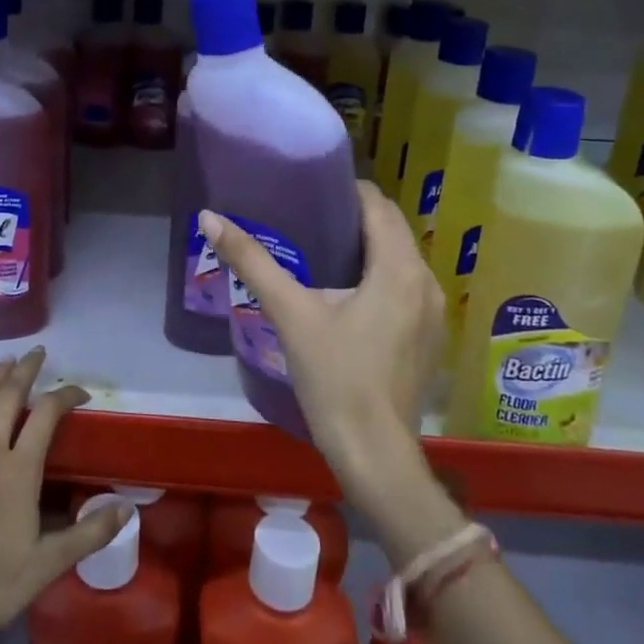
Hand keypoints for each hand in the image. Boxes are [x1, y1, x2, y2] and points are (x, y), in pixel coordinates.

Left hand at [0, 348, 129, 642]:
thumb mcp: (48, 565)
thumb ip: (88, 534)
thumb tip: (128, 509)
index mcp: (19, 471)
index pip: (47, 417)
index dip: (65, 396)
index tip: (80, 391)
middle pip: (8, 399)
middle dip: (25, 372)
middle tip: (37, 353)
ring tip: (3, 361)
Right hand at [199, 182, 443, 497]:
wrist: (373, 454)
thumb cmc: (334, 378)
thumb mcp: (290, 313)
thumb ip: (251, 261)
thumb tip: (210, 217)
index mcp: (399, 267)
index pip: (378, 204)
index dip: (345, 190)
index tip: (310, 189)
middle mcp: (426, 281)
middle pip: (391, 229)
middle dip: (354, 216)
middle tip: (307, 215)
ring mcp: (434, 312)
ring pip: (400, 258)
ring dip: (368, 246)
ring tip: (322, 246)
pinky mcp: (429, 336)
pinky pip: (406, 285)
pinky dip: (380, 274)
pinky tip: (347, 290)